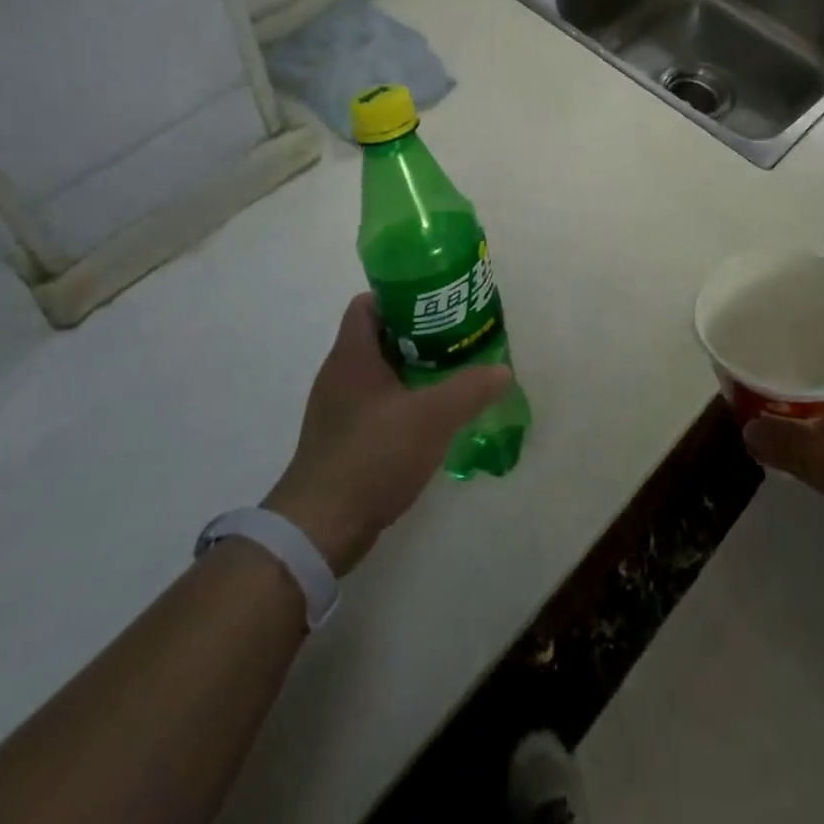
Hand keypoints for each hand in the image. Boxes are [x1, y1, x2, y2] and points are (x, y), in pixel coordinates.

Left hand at [264, 293, 510, 575]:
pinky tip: (432, 417)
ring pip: (380, 372)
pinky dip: (404, 401)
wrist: (321, 528)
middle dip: (419, 334)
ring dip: (414, 369)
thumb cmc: (372, 455)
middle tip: (458, 337)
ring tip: (453, 373)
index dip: (402, 296)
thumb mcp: (432, 417)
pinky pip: (377, 404)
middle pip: (379, 336)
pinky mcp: (342, 440)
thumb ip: (470, 388)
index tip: (438, 303)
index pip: (369, 303)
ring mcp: (338, 410)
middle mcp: (339, 375)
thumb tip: (502, 370)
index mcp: (352, 356)